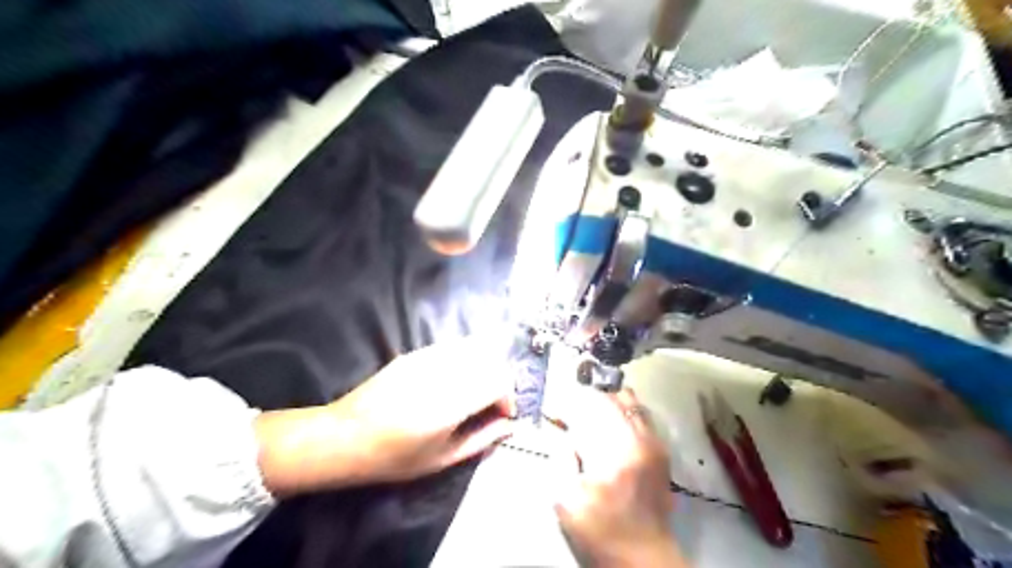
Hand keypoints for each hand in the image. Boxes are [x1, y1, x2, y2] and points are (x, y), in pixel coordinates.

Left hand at [252, 340, 513, 495]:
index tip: (501, 416)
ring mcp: (427, 357)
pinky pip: (452, 347)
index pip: (498, 382)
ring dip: (484, 368)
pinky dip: (465, 360)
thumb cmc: (394, 457)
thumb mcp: (442, 458)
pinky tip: (454, 380)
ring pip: (474, 349)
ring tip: (473, 392)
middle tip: (490, 406)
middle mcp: (442, 372)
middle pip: (491, 361)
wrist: (344, 436)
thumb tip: (510, 426)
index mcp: (450, 403)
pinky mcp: (415, 353)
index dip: (507, 398)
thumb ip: (482, 439)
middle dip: (499, 382)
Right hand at [550, 388, 683, 564]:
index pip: (588, 408)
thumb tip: (561, 430)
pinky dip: (622, 411)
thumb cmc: (600, 532)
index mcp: (615, 451)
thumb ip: (561, 457)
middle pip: (610, 398)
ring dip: (605, 401)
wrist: (643, 558)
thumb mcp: (565, 500)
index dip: (566, 405)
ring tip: (588, 414)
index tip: (551, 412)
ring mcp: (654, 443)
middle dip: (584, 400)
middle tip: (567, 413)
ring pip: (629, 401)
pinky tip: (608, 424)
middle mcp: (639, 439)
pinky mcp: (660, 451)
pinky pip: (641, 415)